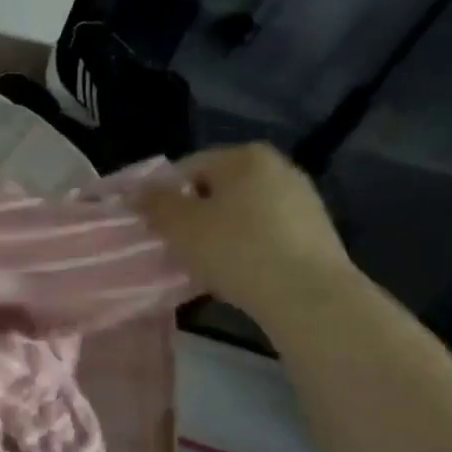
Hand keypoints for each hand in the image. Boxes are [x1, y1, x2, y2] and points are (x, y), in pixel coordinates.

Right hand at [135, 144, 355, 325]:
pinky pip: (264, 232)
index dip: (162, 197)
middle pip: (216, 189)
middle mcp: (277, 167)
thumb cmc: (235, 250)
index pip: (187, 168)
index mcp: (243, 156)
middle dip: (192, 214)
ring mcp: (301, 198)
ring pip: (240, 212)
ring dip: (218, 232)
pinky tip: (236, 272)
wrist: (307, 294)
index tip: (152, 227)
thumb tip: (136, 192)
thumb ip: (154, 204)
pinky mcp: (314, 230)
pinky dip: (245, 246)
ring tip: (203, 263)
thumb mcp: (180, 226)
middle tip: (174, 246)